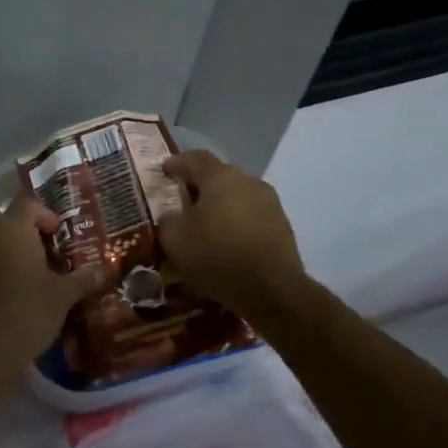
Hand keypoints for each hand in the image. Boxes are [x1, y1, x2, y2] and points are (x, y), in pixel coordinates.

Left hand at [0, 191, 107, 372]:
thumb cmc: (27, 313)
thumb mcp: (63, 296)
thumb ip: (83, 278)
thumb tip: (103, 270)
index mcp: (10, 230)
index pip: (28, 203)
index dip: (47, 215)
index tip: (61, 236)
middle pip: (10, 227)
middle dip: (32, 241)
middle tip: (54, 264)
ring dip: (13, 259)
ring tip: (34, 285)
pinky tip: (10, 303)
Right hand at [157, 151, 305, 314]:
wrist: (270, 289)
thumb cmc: (216, 255)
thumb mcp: (174, 239)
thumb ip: (168, 219)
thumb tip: (173, 215)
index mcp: (220, 177)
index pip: (195, 158)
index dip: (178, 162)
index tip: (165, 170)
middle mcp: (248, 181)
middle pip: (219, 176)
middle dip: (200, 186)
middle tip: (183, 201)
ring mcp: (270, 203)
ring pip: (238, 196)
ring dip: (221, 206)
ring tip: (206, 226)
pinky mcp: (282, 225)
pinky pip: (252, 216)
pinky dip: (237, 223)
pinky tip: (227, 242)